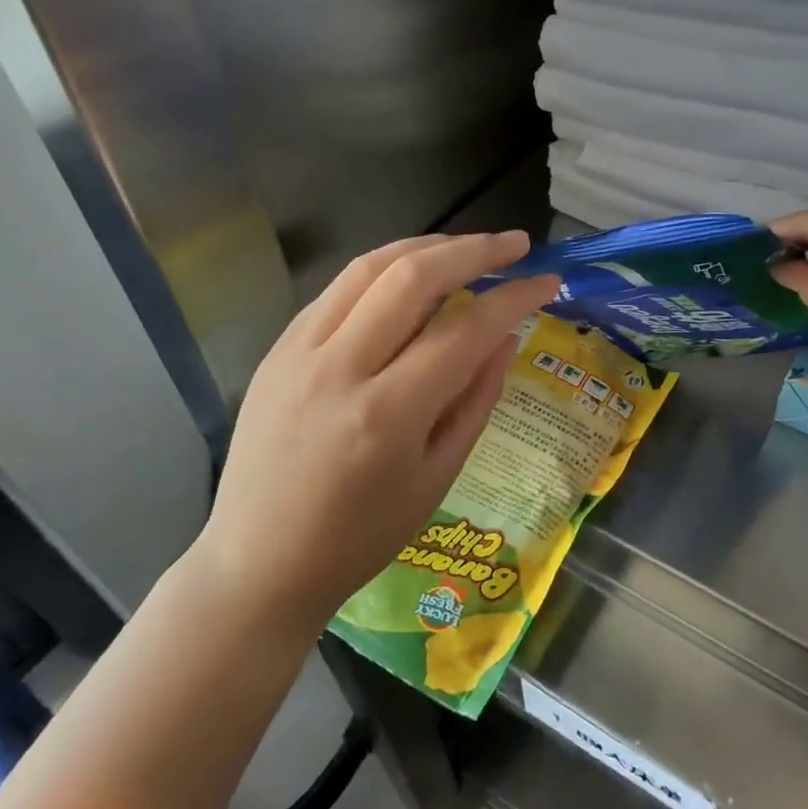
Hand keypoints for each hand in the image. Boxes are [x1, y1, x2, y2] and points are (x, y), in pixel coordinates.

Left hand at [191, 232, 560, 635]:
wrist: (260, 563)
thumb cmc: (362, 537)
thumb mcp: (438, 477)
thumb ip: (476, 399)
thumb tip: (506, 336)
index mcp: (389, 413)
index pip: (465, 329)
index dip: (514, 297)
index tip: (547, 281)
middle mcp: (340, 368)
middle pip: (413, 276)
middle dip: (473, 249)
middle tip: (515, 245)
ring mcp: (298, 353)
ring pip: (369, 268)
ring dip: (425, 246)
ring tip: (466, 248)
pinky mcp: (277, 350)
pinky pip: (337, 292)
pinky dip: (382, 272)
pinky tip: (408, 279)